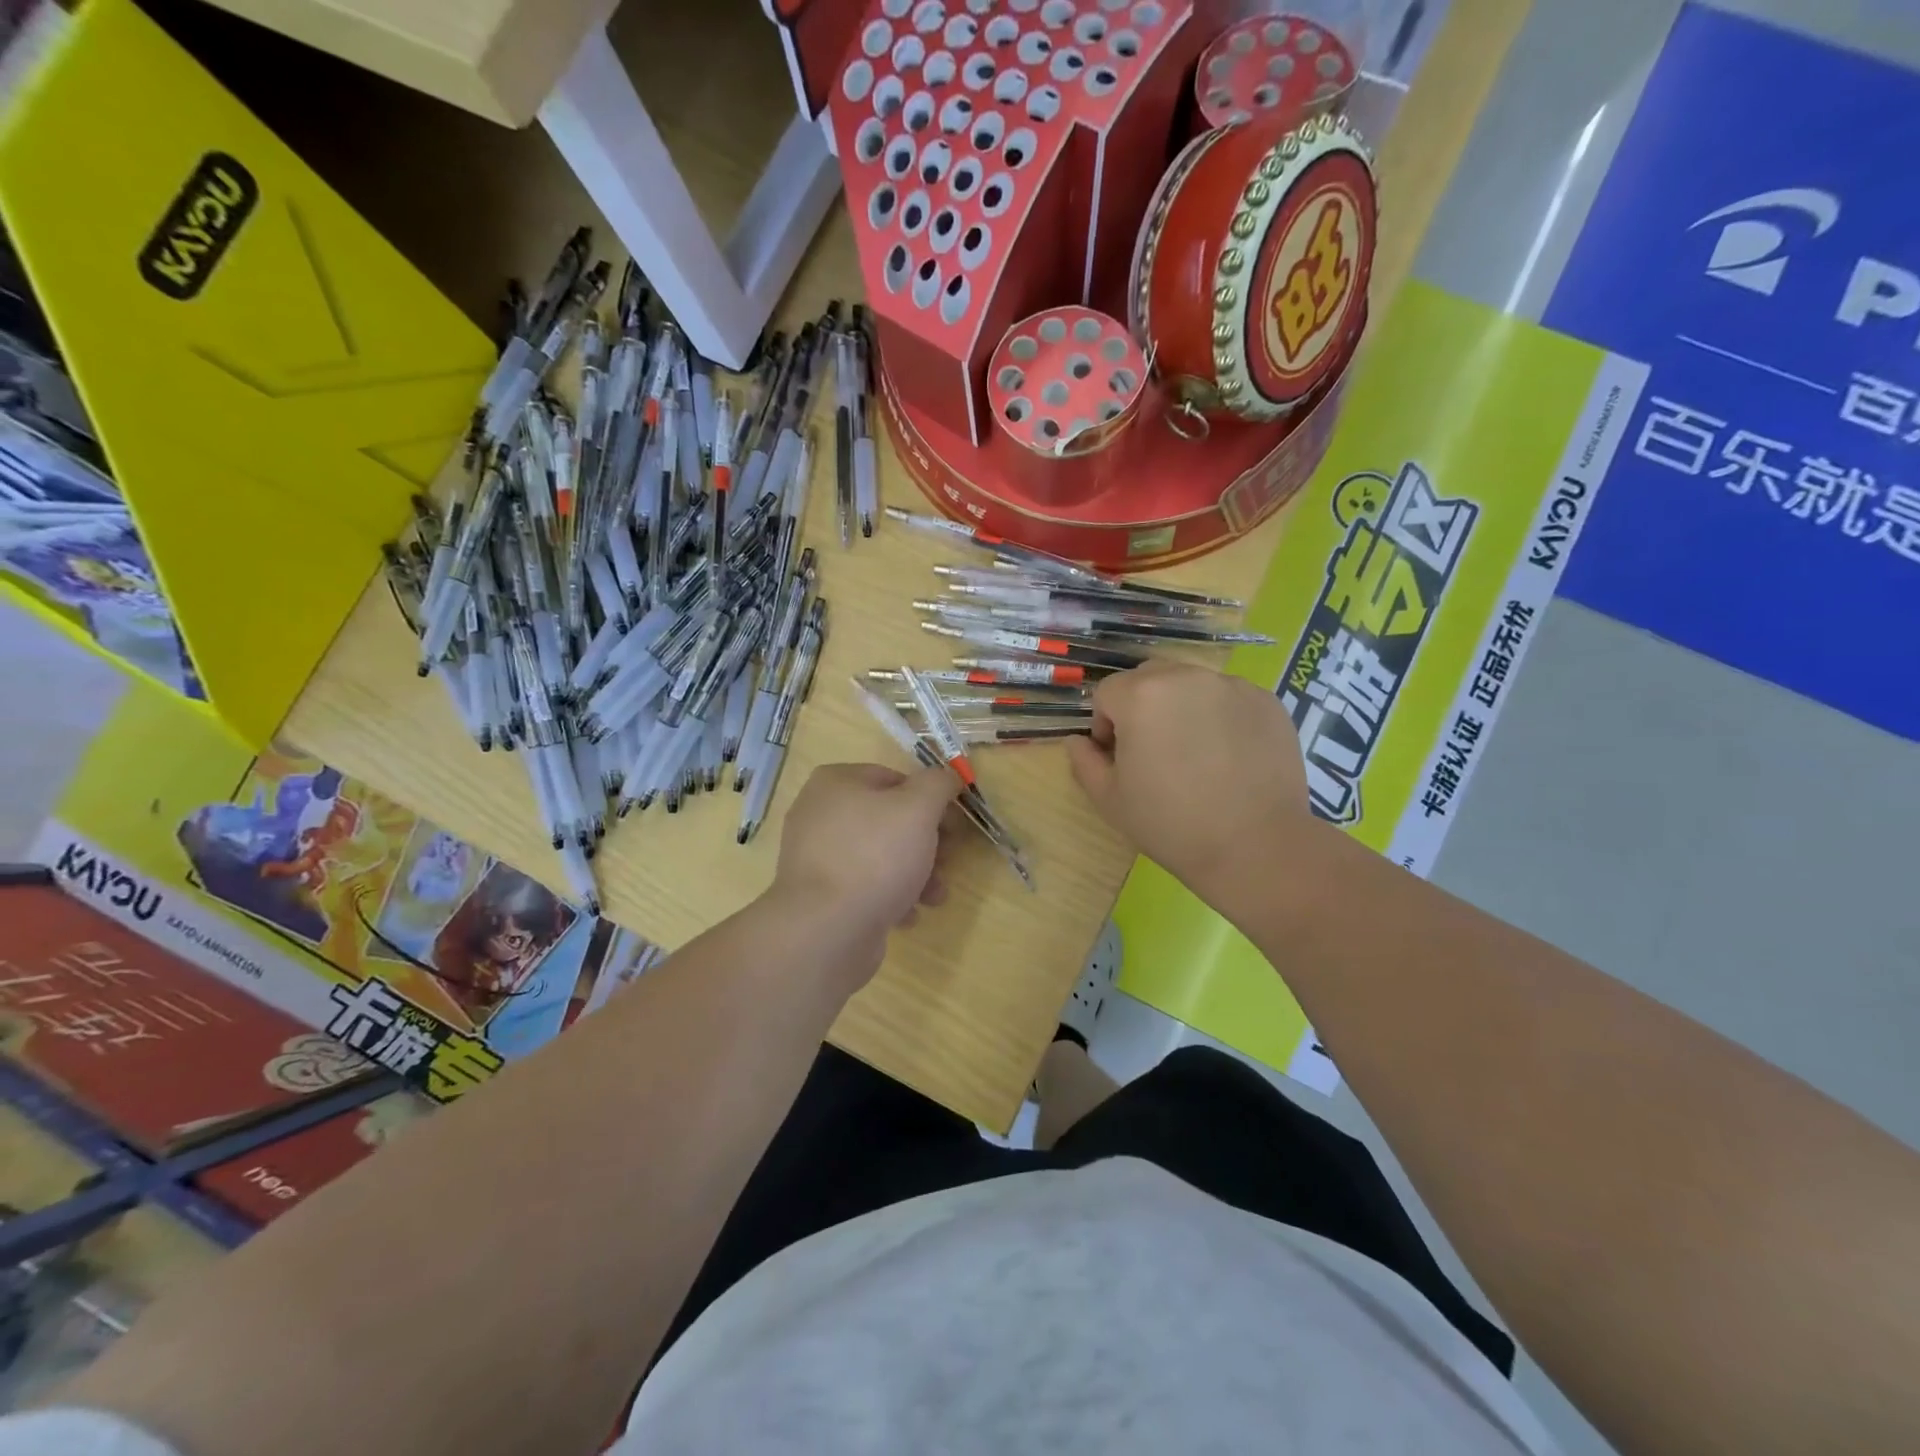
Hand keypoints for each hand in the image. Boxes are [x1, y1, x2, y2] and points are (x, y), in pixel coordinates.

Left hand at [770, 762, 961, 974]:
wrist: (827, 931)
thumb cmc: (875, 857)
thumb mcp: (919, 808)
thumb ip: (938, 784)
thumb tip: (948, 777)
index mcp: (836, 782)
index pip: (894, 779)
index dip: (930, 800)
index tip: (953, 826)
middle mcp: (820, 814)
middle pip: (889, 820)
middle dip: (926, 842)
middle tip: (948, 861)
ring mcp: (816, 857)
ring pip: (880, 856)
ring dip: (915, 873)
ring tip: (935, 896)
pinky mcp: (820, 895)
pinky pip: (864, 887)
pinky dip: (890, 897)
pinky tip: (908, 915)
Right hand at [1067, 662, 1309, 896]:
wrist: (1256, 846)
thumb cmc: (1171, 824)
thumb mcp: (1110, 800)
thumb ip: (1085, 761)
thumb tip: (1078, 741)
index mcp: (1142, 696)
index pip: (1107, 692)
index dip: (1104, 724)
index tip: (1117, 757)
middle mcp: (1186, 677)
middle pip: (1149, 678)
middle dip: (1140, 706)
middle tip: (1153, 751)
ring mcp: (1232, 686)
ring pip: (1190, 684)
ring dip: (1181, 707)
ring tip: (1194, 753)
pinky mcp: (1267, 701)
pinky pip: (1228, 698)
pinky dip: (1220, 716)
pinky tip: (1228, 756)